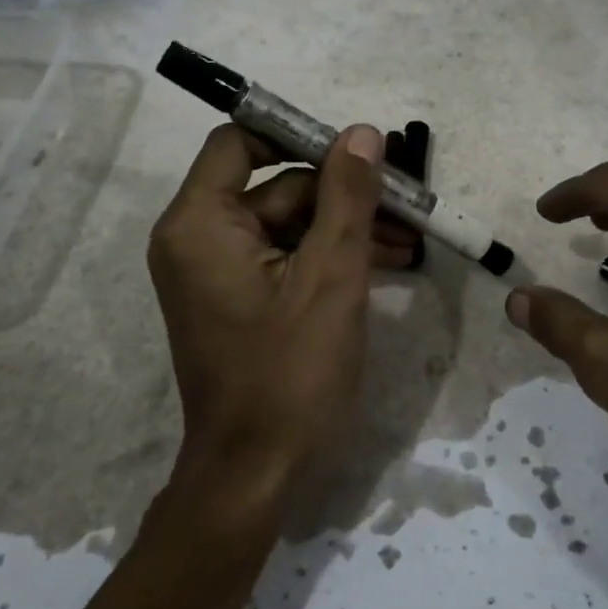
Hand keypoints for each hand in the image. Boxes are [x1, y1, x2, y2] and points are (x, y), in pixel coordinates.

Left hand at [147, 123, 412, 513]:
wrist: (255, 475)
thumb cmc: (290, 373)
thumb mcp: (331, 277)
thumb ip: (348, 197)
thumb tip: (362, 133)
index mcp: (200, 223)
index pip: (240, 142)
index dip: (298, 136)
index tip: (356, 150)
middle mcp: (198, 238)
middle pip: (276, 185)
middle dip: (342, 193)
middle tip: (406, 202)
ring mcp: (218, 271)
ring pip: (289, 223)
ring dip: (346, 227)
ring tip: (410, 240)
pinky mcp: (239, 298)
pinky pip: (286, 256)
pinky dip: (329, 256)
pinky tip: (384, 262)